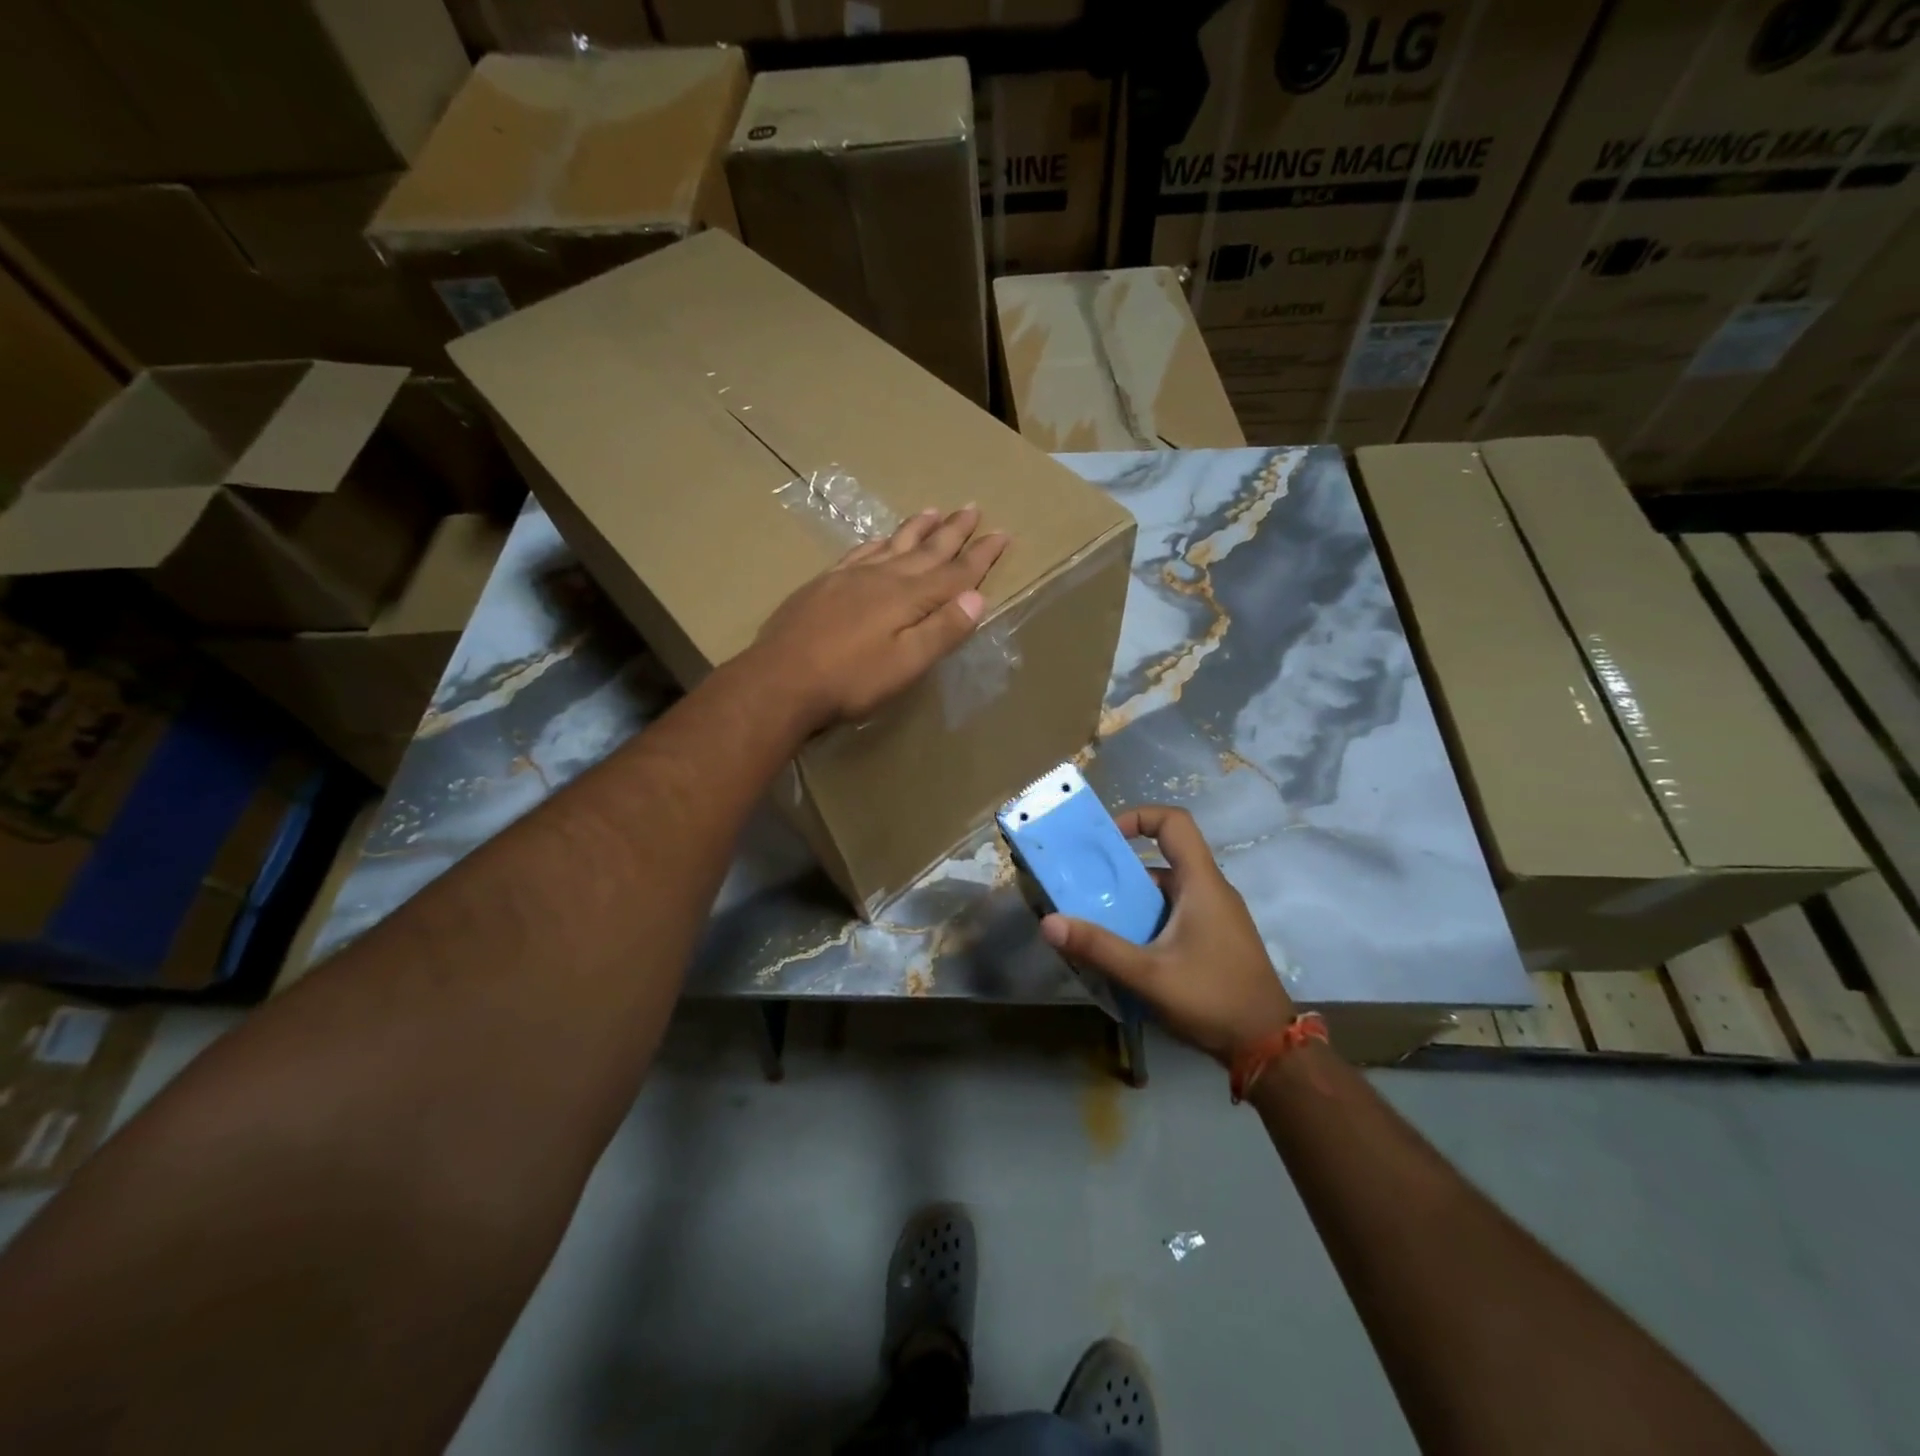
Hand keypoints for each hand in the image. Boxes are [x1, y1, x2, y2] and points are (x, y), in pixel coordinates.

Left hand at [748, 506, 1009, 733]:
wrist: (780, 680)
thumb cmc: (850, 680)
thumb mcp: (906, 664)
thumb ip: (942, 631)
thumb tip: (977, 598)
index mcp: (908, 597)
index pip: (955, 572)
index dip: (981, 555)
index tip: (1002, 534)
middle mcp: (882, 577)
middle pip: (926, 549)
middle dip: (953, 531)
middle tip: (972, 507)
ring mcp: (850, 577)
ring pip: (892, 544)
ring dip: (916, 528)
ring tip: (934, 510)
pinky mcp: (823, 584)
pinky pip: (859, 553)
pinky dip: (877, 542)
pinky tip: (880, 539)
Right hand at [1041, 806, 1295, 1065]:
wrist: (1268, 1048)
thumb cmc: (1212, 999)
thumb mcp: (1148, 975)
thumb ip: (1098, 947)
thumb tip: (1049, 923)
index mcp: (1201, 883)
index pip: (1174, 822)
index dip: (1138, 816)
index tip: (1105, 839)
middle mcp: (1211, 890)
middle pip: (1163, 859)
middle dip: (1121, 870)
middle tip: (1085, 889)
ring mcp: (1216, 916)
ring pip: (1166, 891)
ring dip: (1131, 901)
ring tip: (1097, 924)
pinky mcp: (1215, 938)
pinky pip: (1174, 914)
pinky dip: (1147, 921)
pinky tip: (1126, 950)